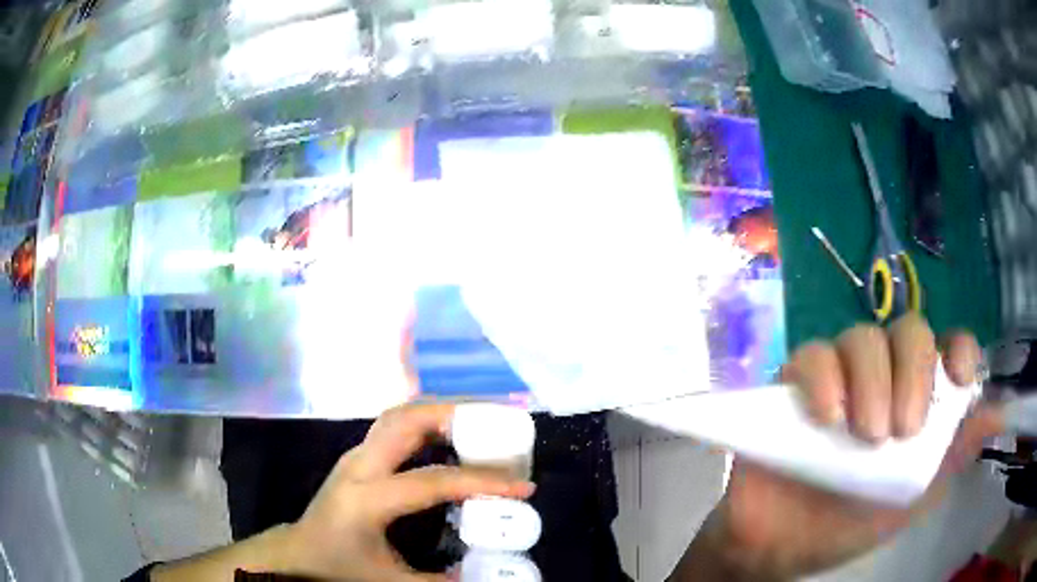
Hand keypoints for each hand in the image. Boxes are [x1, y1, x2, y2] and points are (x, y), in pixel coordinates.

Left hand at [283, 403, 534, 580]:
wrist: (297, 552)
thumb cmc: (337, 566)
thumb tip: (484, 576)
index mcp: (366, 500)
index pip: (430, 481)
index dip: (480, 481)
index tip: (522, 486)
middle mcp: (358, 467)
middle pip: (405, 421)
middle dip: (455, 415)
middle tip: (498, 424)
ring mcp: (355, 456)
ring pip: (398, 416)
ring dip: (440, 412)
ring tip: (480, 422)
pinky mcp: (358, 457)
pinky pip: (395, 427)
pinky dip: (426, 422)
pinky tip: (449, 436)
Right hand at [680, 314, 1003, 579]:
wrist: (779, 549)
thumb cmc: (850, 527)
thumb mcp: (910, 500)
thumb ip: (953, 458)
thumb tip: (999, 415)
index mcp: (914, 400)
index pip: (946, 348)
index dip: (959, 348)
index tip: (959, 377)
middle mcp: (883, 377)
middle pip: (908, 331)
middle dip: (913, 370)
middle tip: (903, 431)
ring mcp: (839, 377)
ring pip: (863, 337)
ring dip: (871, 378)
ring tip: (865, 435)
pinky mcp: (793, 385)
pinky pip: (812, 356)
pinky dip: (824, 376)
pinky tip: (828, 416)